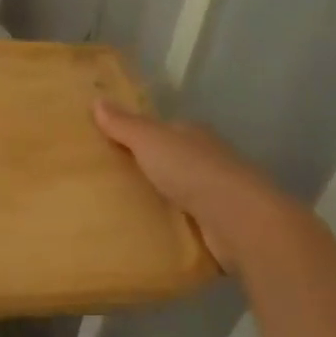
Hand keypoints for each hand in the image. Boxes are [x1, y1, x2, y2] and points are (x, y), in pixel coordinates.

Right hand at [94, 101, 279, 269]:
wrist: (238, 219)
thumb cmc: (192, 171)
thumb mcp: (150, 141)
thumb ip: (124, 124)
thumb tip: (97, 100)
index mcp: (193, 135)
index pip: (165, 131)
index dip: (141, 136)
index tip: (113, 148)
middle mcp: (208, 160)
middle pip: (172, 162)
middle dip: (149, 170)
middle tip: (110, 183)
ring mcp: (216, 195)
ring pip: (180, 193)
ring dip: (161, 200)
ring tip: (122, 212)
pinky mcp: (218, 226)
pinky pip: (187, 223)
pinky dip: (172, 227)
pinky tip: (149, 236)